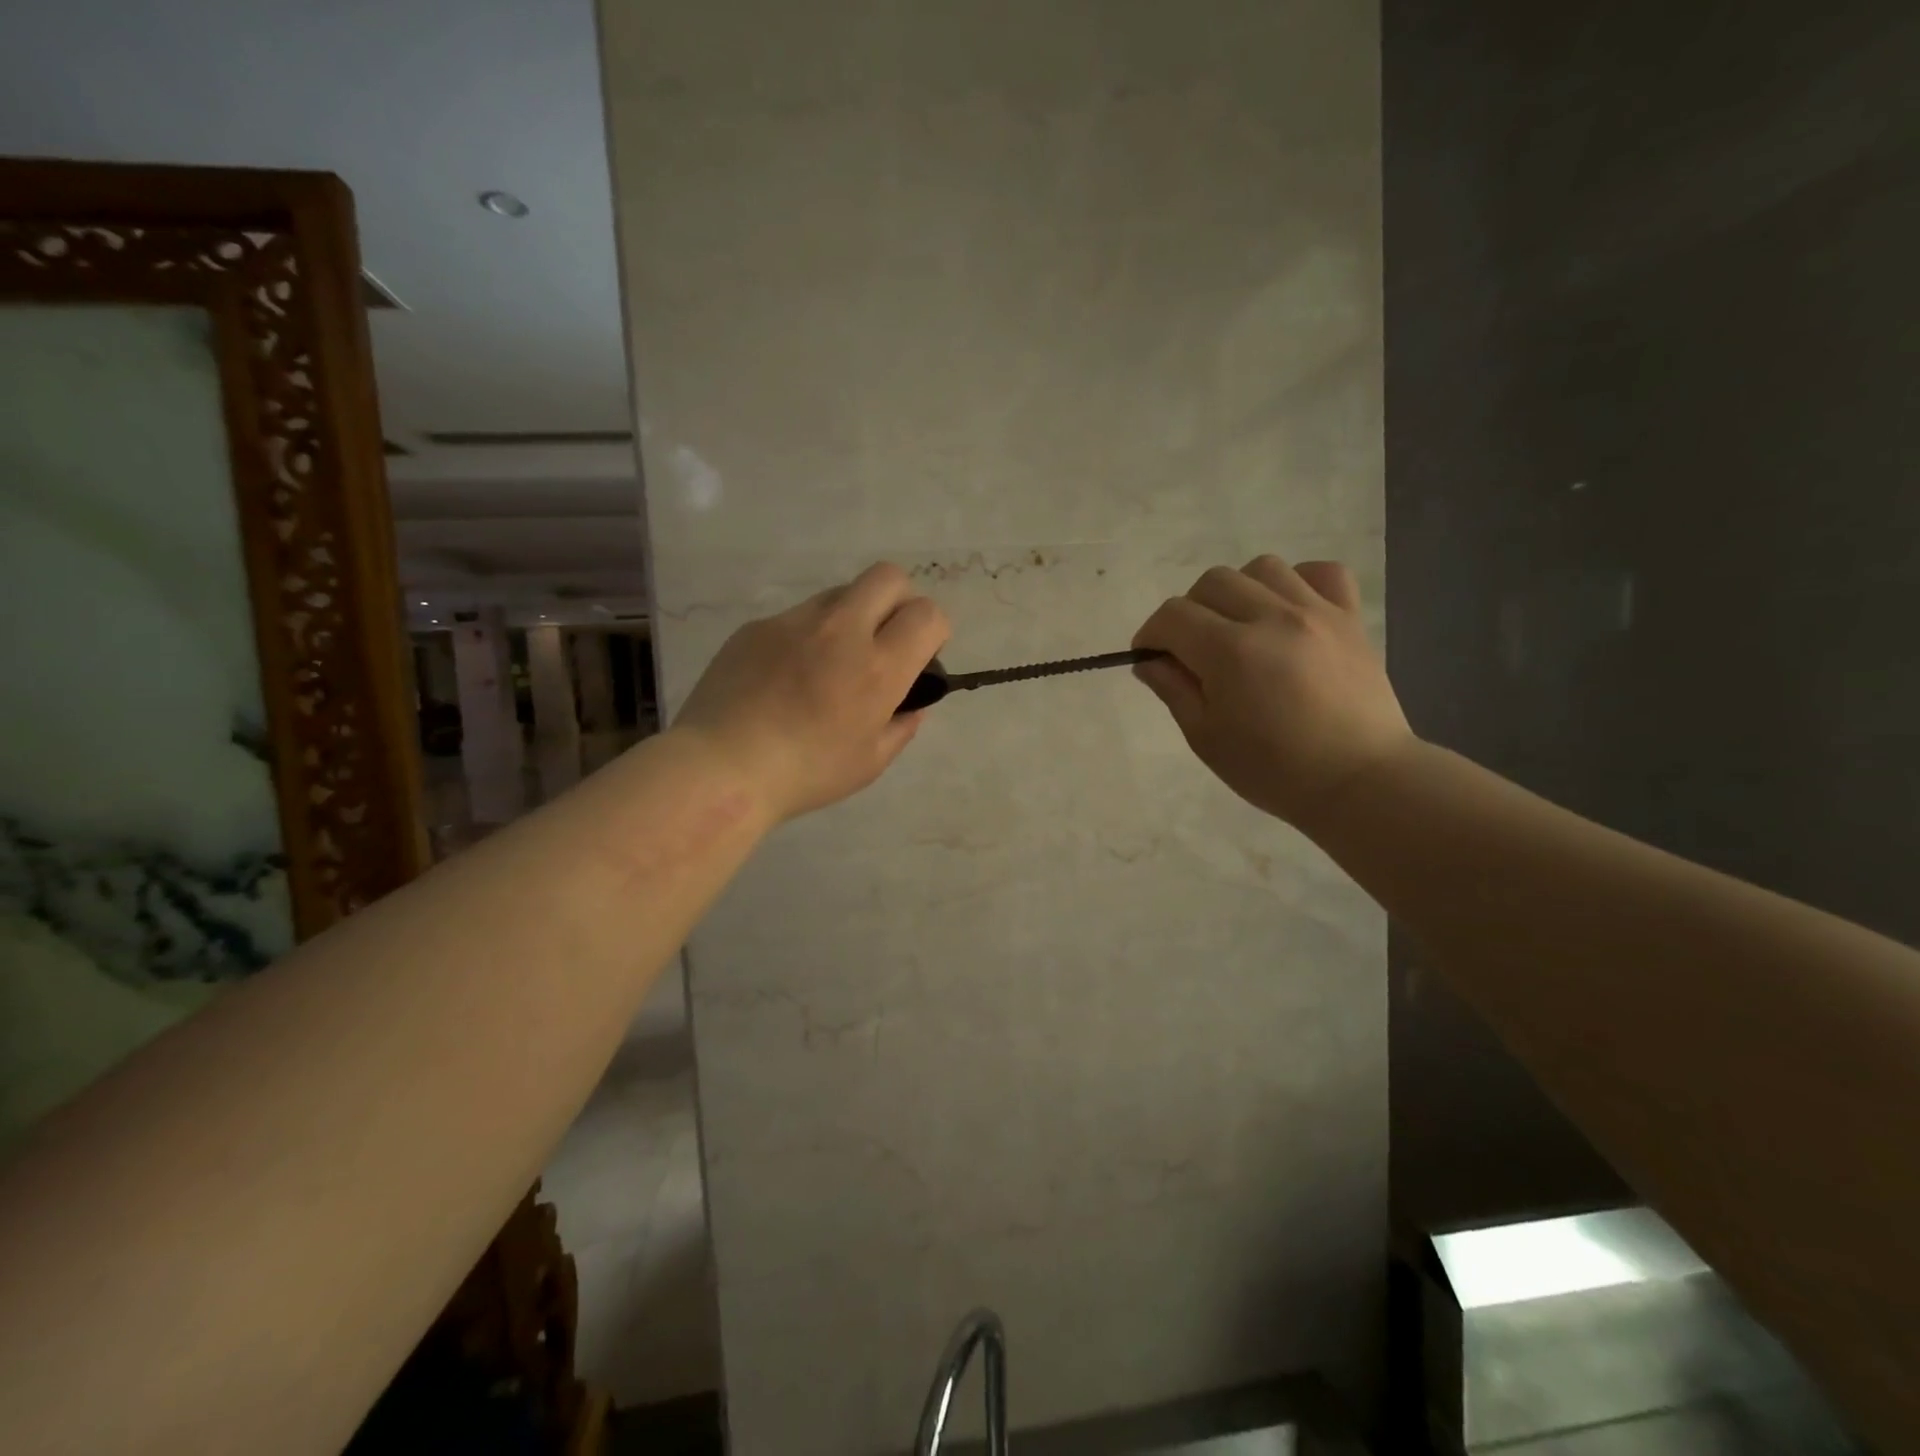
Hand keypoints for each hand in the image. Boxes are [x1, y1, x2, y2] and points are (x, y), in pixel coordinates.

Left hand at [673, 562, 949, 821]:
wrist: (722, 766)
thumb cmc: (806, 773)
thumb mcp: (870, 763)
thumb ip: (901, 727)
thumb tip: (912, 706)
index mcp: (878, 667)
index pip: (927, 614)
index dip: (933, 630)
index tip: (919, 656)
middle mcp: (841, 630)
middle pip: (888, 577)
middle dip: (899, 601)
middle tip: (884, 641)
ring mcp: (794, 622)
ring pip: (841, 593)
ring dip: (852, 616)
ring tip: (830, 662)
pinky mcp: (758, 626)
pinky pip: (797, 617)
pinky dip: (807, 636)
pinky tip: (785, 676)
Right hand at [1132, 555, 1414, 827]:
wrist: (1360, 781)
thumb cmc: (1274, 770)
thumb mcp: (1206, 738)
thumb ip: (1174, 690)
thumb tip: (1150, 660)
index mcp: (1230, 652)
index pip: (1173, 616)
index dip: (1151, 634)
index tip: (1151, 657)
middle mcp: (1272, 618)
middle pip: (1213, 582)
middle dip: (1190, 611)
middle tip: (1194, 649)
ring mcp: (1317, 612)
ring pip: (1262, 568)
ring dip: (1239, 591)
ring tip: (1241, 627)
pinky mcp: (1350, 618)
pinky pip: (1322, 572)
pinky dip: (1298, 582)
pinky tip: (1289, 612)